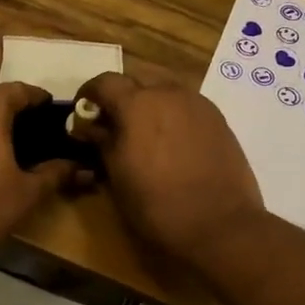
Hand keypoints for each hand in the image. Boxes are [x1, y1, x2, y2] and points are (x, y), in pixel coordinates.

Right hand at [69, 70, 265, 265]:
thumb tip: (91, 127)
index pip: (104, 81)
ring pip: (165, 89)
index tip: (84, 111)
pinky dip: (172, 113)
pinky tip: (171, 141)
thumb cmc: (157, 204)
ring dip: (149, 102)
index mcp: (137, 104)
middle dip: (121, 96)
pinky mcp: (218, 119)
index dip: (89, 93)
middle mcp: (168, 93)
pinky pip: (186, 104)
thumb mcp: (117, 176)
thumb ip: (102, 142)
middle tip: (114, 123)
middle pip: (137, 80)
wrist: (220, 224)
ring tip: (144, 132)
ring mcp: (198, 103)